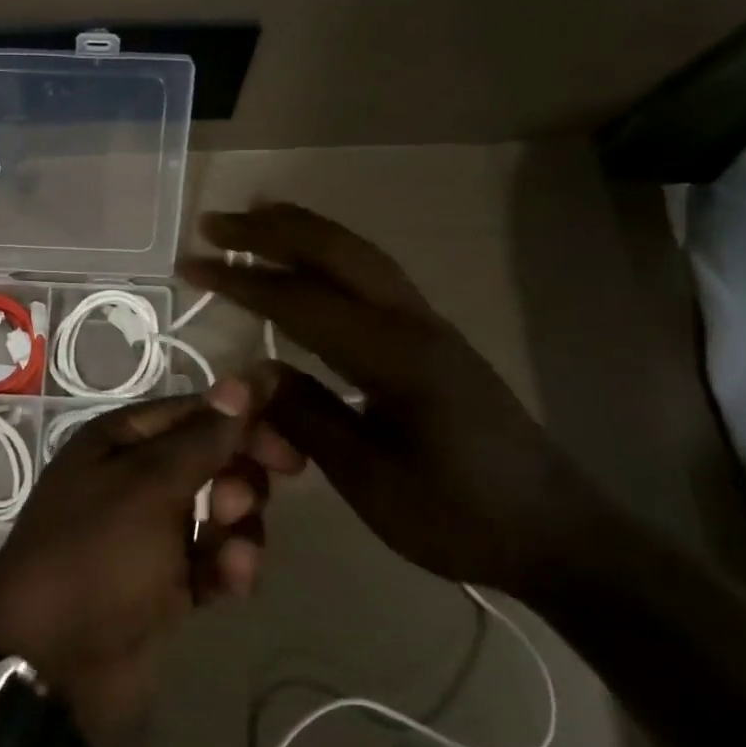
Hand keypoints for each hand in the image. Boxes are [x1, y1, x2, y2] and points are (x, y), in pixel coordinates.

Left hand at [0, 377, 301, 735]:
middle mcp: (133, 478)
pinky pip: (211, 558)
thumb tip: (244, 380)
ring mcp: (149, 532)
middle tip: (246, 501)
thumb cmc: (97, 557)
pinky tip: (233, 584)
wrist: (52, 670)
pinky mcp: (165, 581)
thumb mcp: (150, 488)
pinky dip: (227, 566)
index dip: (243, 420)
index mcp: (119, 442)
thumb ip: (203, 438)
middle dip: (238, 477)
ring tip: (236, 555)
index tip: (291, 443)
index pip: (194, 412)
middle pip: (210, 458)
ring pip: (218, 510)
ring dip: (238, 528)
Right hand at [178, 204, 593, 593]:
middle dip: (270, 231)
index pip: (300, 300)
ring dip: (303, 231)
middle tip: (215, 222)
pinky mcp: (433, 339)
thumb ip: (308, 418)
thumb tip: (255, 373)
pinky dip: (331, 255)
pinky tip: (310, 264)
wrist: (555, 531)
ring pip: (358, 255)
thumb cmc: (460, 515)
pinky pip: (372, 276)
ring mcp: (428, 325)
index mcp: (393, 355)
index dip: (240, 279)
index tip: (190, 264)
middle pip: (335, 252)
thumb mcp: (371, 480)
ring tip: (256, 215)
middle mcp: (412, 322)